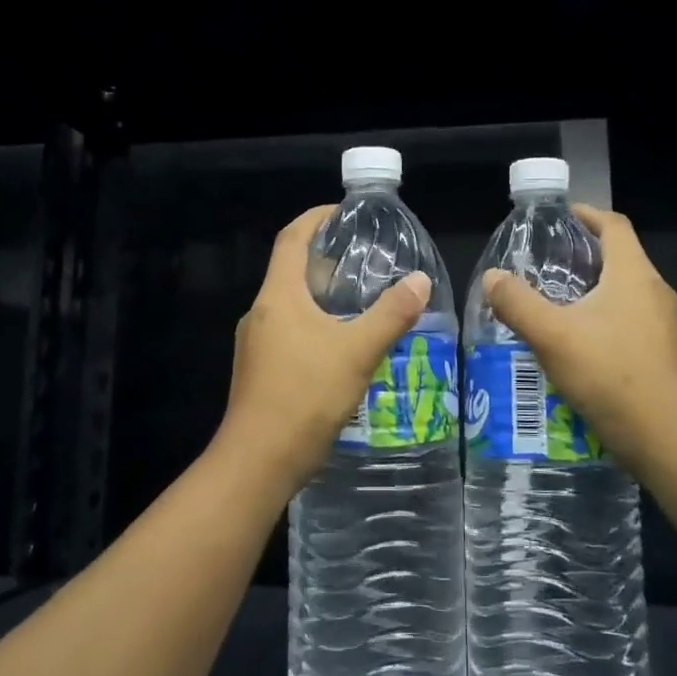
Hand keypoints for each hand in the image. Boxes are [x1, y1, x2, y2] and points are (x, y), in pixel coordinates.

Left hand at [215, 205, 432, 494]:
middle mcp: (260, 314)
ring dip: (321, 297)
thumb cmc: (305, 396)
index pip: (291, 239)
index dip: (315, 218)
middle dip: (325, 260)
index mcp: (278, 297)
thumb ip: (391, 315)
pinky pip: (288, 334)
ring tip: (360, 302)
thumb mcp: (357, 352)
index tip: (343, 212)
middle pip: (291, 271)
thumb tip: (421, 281)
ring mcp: (255, 345)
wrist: (257, 463)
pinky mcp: (259, 372)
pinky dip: (315, 326)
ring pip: (290, 306)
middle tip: (365, 260)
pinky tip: (341, 347)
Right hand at [483, 205, 676, 469]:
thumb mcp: (552, 335)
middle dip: (584, 256)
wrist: (666, 437)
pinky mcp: (664, 354)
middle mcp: (656, 292)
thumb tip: (492, 277)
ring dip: (592, 291)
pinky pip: (630, 322)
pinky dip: (603, 320)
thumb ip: (518, 303)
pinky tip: (577, 345)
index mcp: (634, 274)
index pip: (614, 226)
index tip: (560, 217)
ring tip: (554, 304)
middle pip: (621, 258)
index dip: (587, 215)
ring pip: (625, 293)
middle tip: (545, 265)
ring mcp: (665, 325)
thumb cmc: (609, 374)